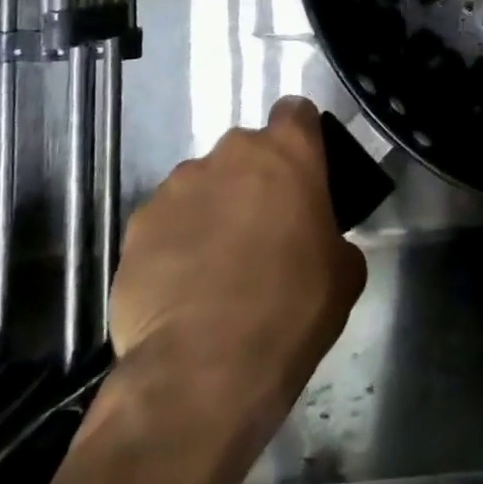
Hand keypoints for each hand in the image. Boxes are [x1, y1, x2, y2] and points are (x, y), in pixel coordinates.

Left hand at [105, 97, 365, 446]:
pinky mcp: (138, 224)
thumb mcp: (344, 272)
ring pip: (203, 184)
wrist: (203, 370)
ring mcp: (178, 185)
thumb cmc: (291, 310)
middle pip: (247, 152)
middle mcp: (230, 153)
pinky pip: (167, 220)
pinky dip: (176, 241)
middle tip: (263, 230)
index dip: (301, 139)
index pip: (296, 112)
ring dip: (214, 209)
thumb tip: (316, 239)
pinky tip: (182, 287)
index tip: (303, 174)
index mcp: (288, 152)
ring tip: (215, 266)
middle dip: (255, 180)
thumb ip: (332, 234)